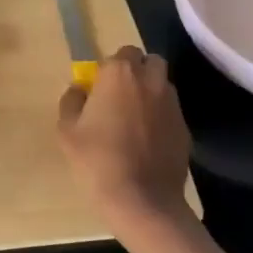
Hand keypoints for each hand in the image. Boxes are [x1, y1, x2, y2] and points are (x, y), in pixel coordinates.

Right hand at [57, 45, 191, 222]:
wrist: (141, 199)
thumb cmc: (96, 159)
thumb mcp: (67, 130)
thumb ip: (72, 101)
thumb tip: (79, 89)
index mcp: (120, 74)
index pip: (122, 52)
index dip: (111, 67)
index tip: (100, 87)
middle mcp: (151, 81)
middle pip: (150, 61)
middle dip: (137, 71)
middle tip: (120, 95)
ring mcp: (172, 104)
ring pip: (163, 85)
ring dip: (151, 92)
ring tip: (135, 118)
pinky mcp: (185, 128)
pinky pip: (171, 112)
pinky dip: (161, 117)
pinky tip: (148, 140)